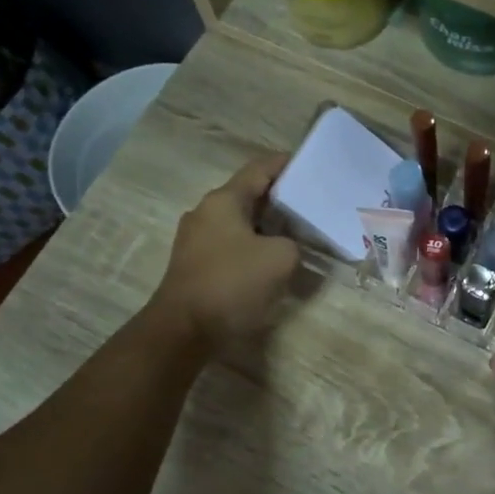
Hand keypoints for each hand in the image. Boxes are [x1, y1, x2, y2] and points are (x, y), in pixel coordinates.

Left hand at [152, 153, 299, 350]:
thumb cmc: (232, 284)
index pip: (259, 170)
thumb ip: (293, 243)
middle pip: (248, 195)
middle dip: (279, 198)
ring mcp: (196, 240)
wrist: (184, 330)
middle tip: (310, 203)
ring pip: (239, 222)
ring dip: (267, 225)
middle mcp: (206, 213)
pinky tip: (271, 259)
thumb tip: (285, 246)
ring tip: (296, 232)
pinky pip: (231, 244)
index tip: (309, 164)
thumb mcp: (281, 258)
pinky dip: (253, 245)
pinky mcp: (195, 265)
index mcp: (224, 201)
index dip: (284, 164)